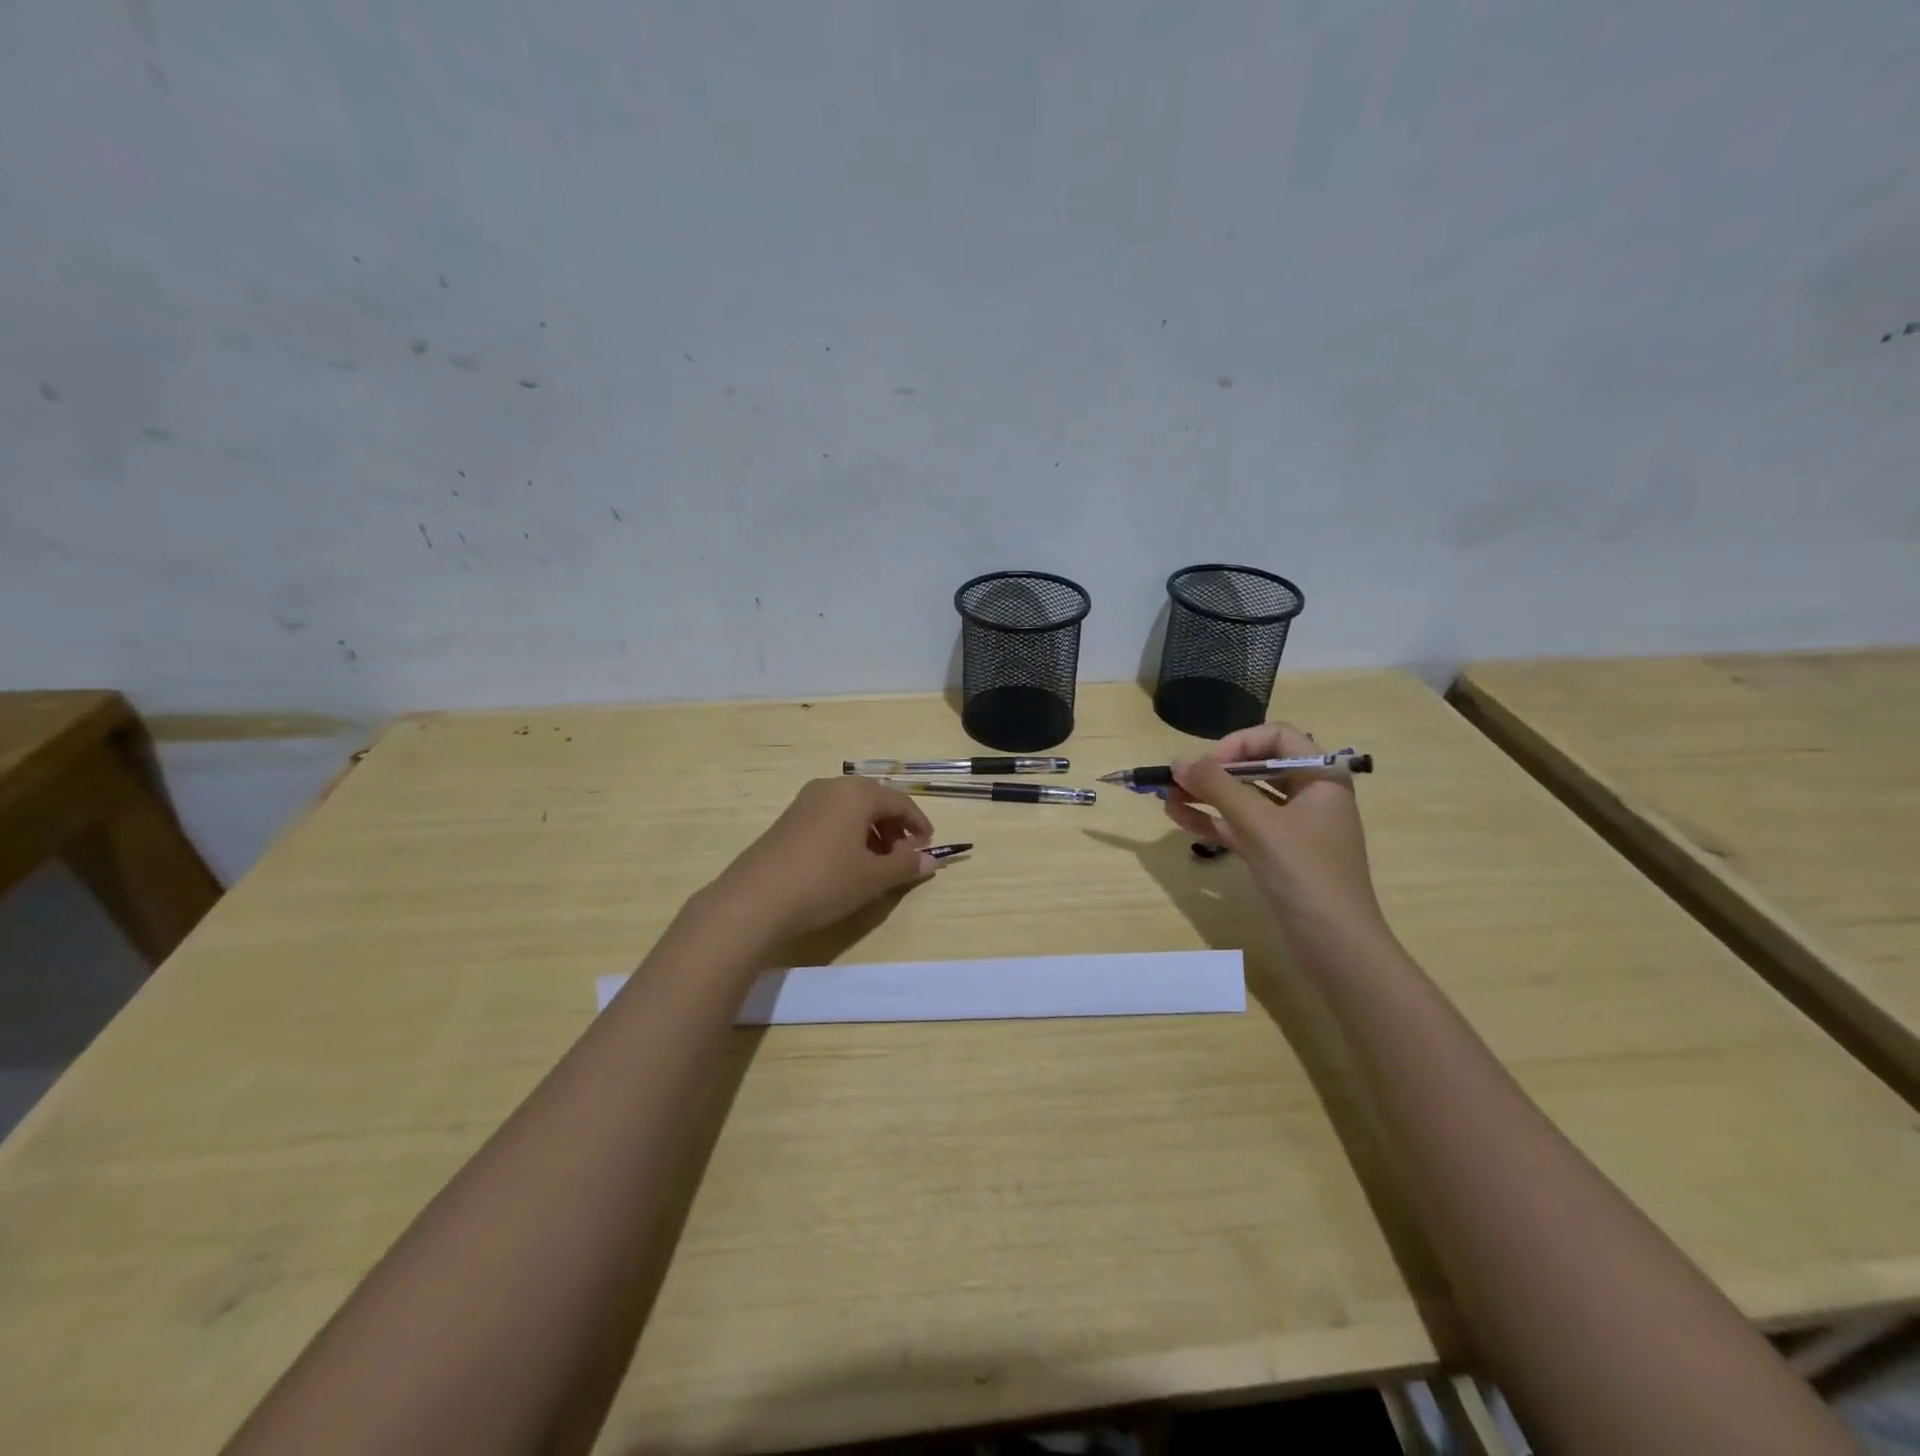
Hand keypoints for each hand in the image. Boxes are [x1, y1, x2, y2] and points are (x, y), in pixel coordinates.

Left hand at [706, 777, 937, 942]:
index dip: (918, 824)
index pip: (899, 801)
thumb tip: (932, 860)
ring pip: (850, 811)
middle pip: (874, 801)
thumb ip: (905, 865)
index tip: (928, 848)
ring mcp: (805, 802)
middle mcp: (831, 787)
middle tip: (903, 858)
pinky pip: (830, 819)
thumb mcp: (873, 877)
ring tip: (877, 865)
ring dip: (871, 833)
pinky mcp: (788, 820)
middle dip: (894, 828)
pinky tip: (846, 865)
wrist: (755, 899)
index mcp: (856, 793)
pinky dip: (847, 835)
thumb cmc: (825, 882)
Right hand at [1163, 722, 1384, 932]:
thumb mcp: (1259, 824)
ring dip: (1206, 796)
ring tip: (1166, 798)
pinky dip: (1213, 821)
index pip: (1277, 737)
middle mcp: (1309, 796)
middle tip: (1178, 780)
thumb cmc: (1305, 873)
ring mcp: (1293, 828)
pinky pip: (1241, 827)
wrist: (1336, 945)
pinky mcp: (1278, 855)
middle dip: (1214, 772)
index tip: (1208, 764)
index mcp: (1321, 778)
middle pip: (1257, 767)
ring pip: (1244, 800)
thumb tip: (1177, 760)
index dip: (1239, 743)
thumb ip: (1217, 787)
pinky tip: (1180, 819)